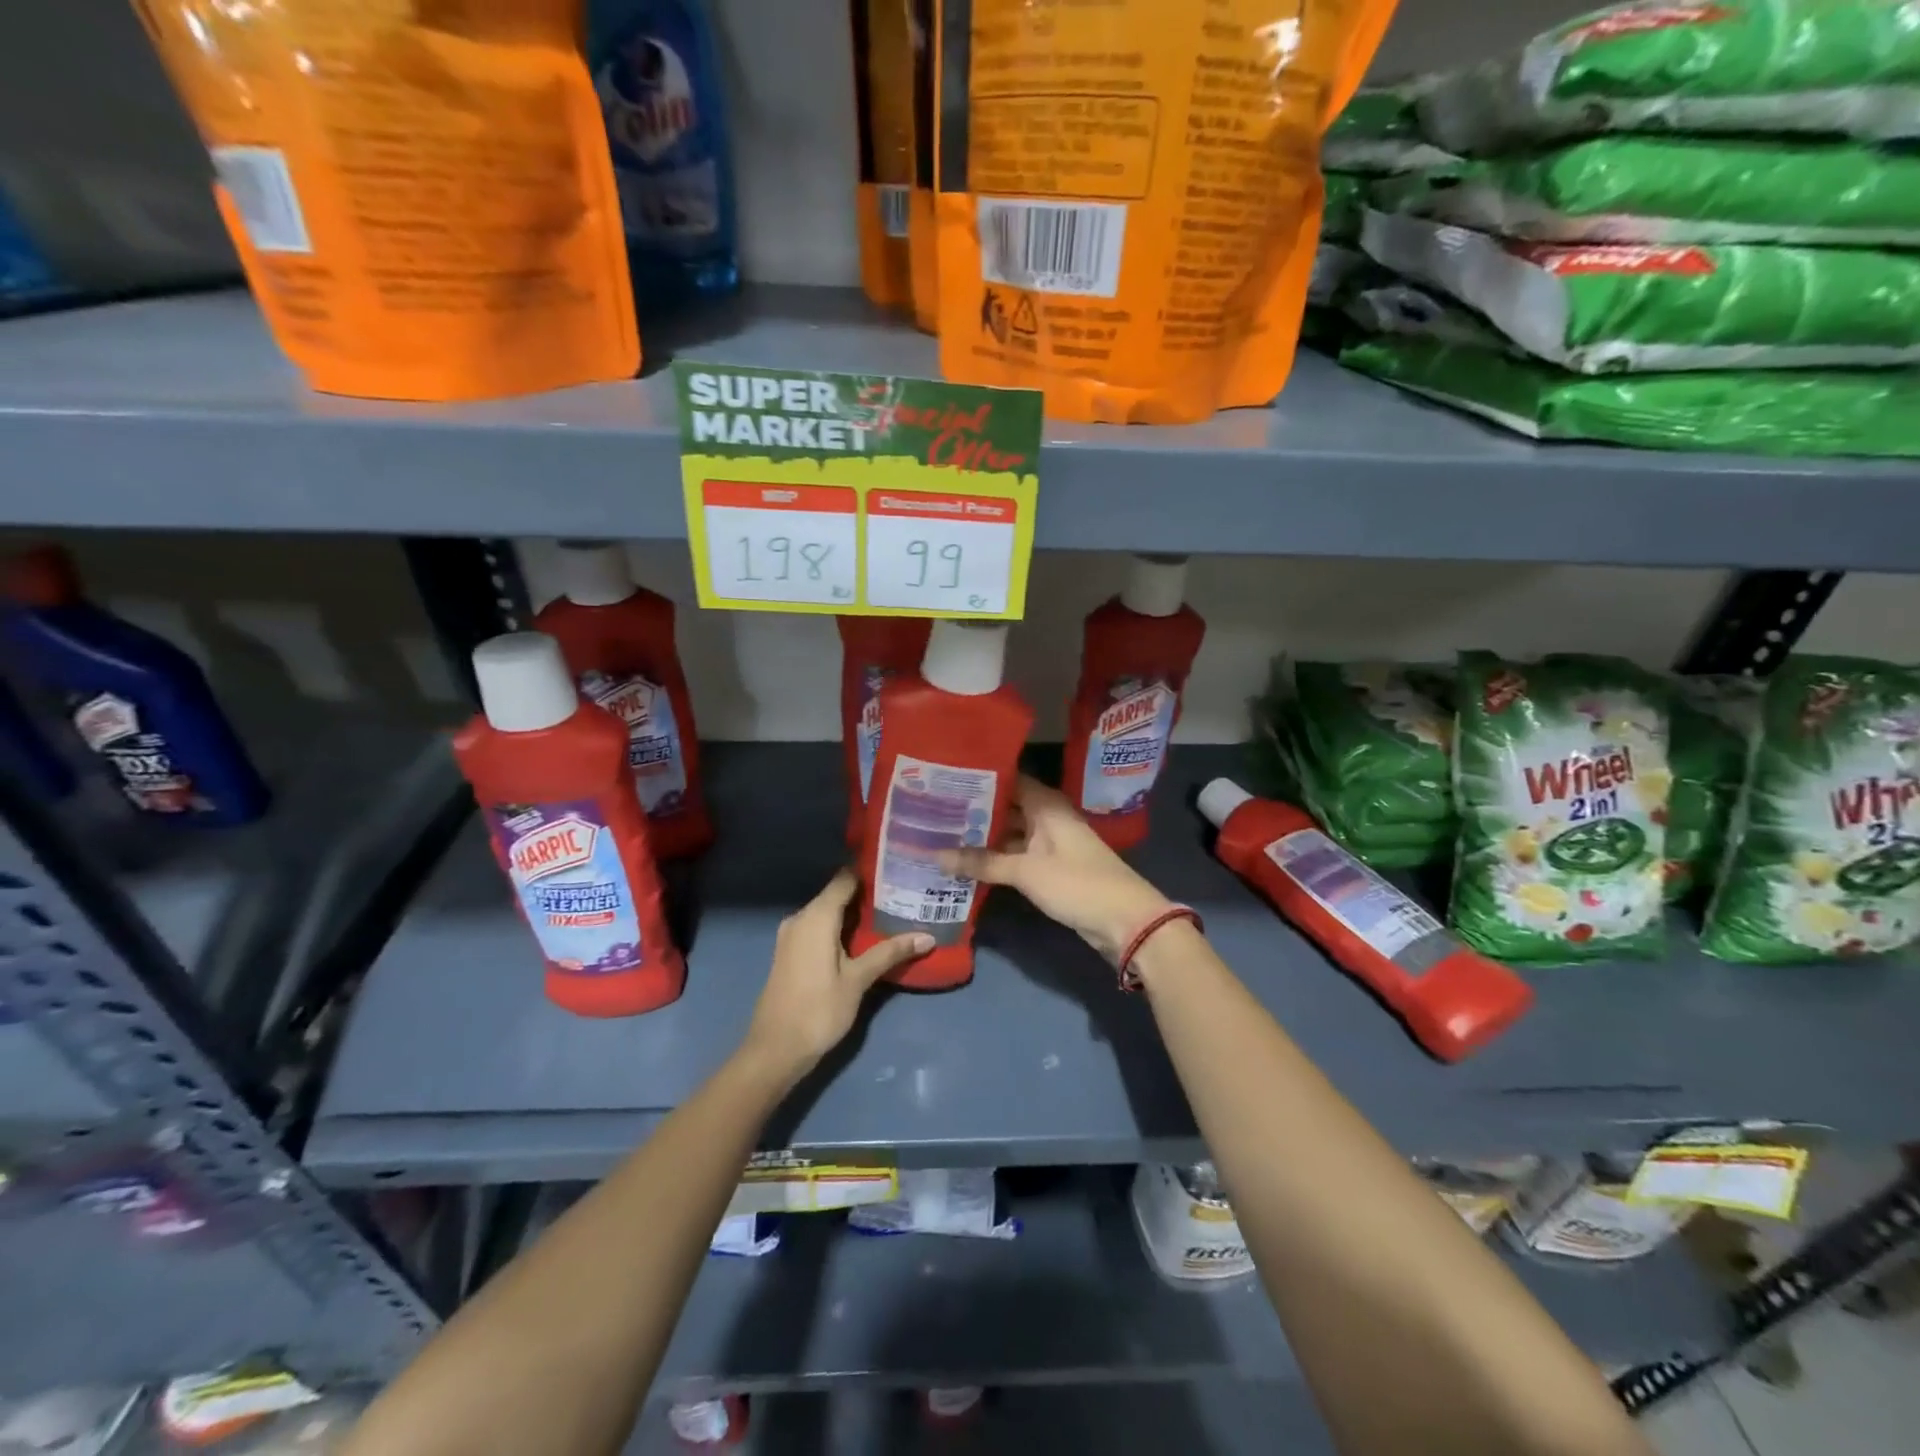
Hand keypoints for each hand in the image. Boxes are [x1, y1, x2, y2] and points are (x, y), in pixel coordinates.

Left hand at [742, 868, 931, 1083]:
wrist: (774, 1049)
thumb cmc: (818, 1010)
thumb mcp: (858, 980)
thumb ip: (890, 953)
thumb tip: (927, 936)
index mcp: (816, 916)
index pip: (845, 878)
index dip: (870, 871)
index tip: (898, 869)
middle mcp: (800, 917)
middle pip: (836, 894)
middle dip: (867, 894)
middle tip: (903, 894)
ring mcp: (791, 935)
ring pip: (828, 912)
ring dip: (854, 913)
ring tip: (891, 913)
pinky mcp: (790, 952)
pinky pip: (818, 928)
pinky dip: (840, 928)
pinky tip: (864, 938)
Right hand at [940, 776, 1171, 963]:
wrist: (1125, 920)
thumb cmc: (1077, 882)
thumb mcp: (1025, 871)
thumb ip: (981, 862)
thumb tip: (935, 855)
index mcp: (1045, 804)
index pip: (1007, 778)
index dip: (978, 777)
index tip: (944, 778)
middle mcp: (1047, 816)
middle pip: (1006, 806)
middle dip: (973, 809)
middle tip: (932, 809)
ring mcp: (1049, 843)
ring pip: (1009, 832)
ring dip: (982, 836)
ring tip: (941, 833)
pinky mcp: (1050, 867)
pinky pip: (1016, 854)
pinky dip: (995, 857)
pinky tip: (966, 861)